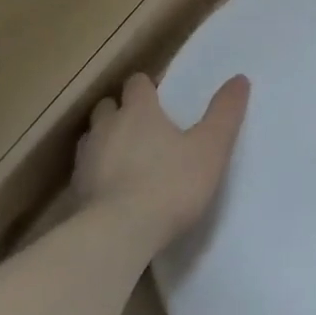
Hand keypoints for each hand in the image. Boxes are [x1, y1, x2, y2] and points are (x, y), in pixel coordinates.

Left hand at [74, 71, 249, 255]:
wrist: (117, 236)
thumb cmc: (169, 184)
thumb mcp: (210, 148)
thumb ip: (224, 113)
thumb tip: (240, 79)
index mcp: (138, 111)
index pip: (137, 83)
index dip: (146, 87)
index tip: (159, 97)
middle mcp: (107, 127)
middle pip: (108, 106)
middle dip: (121, 111)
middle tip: (141, 127)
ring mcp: (86, 160)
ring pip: (92, 138)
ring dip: (105, 142)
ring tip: (124, 159)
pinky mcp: (75, 193)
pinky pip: (84, 173)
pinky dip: (96, 175)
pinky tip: (110, 192)